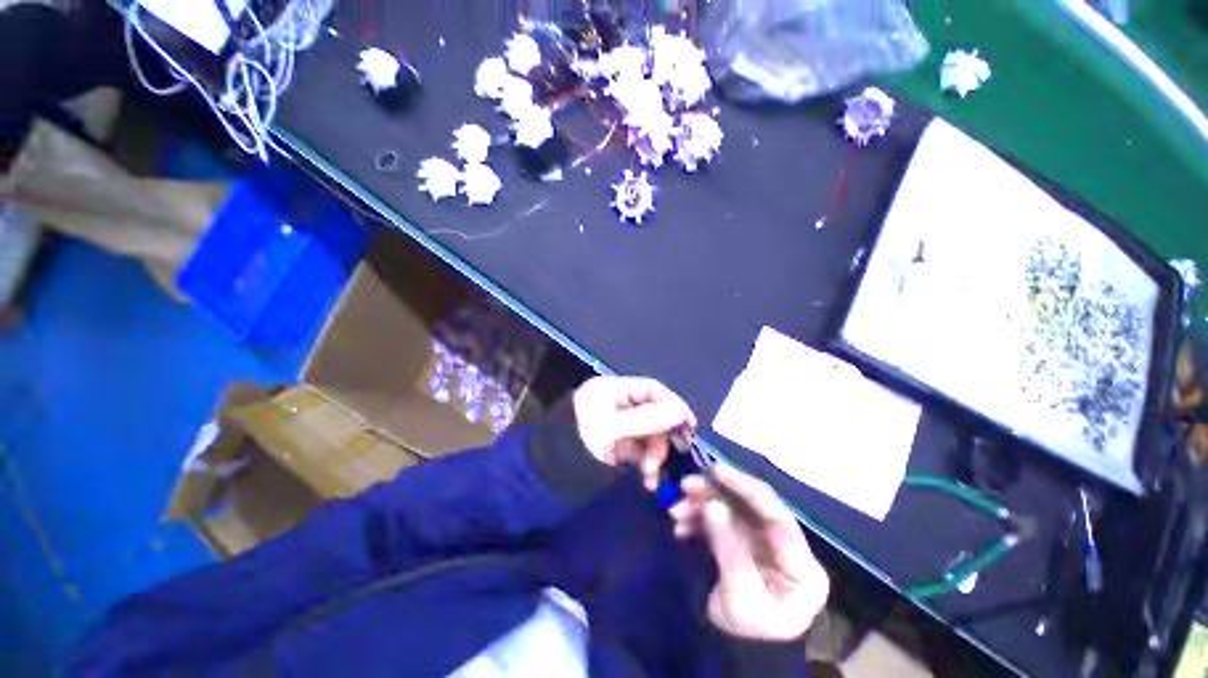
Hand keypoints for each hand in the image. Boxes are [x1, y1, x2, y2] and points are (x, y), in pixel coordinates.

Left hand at [572, 377, 696, 489]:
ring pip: (649, 434)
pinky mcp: (618, 446)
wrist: (547, 480)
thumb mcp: (611, 430)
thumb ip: (647, 420)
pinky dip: (648, 464)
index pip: (650, 388)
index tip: (689, 425)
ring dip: (655, 454)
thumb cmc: (576, 446)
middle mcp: (616, 403)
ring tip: (649, 473)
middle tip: (668, 456)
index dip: (672, 403)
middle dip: (661, 436)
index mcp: (610, 389)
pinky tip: (648, 480)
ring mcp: (617, 426)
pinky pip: (641, 450)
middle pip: (652, 412)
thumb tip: (681, 411)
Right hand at [669, 464, 829, 640]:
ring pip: (732, 510)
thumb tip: (712, 504)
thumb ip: (728, 546)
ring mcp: (762, 543)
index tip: (716, 473)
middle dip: (718, 492)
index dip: (746, 490)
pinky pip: (720, 521)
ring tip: (676, 509)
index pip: (777, 516)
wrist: (733, 654)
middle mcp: (785, 547)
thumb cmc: (747, 631)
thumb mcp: (740, 594)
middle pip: (752, 506)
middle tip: (687, 484)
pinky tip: (680, 524)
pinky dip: (698, 518)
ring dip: (702, 504)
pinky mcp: (742, 542)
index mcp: (802, 565)